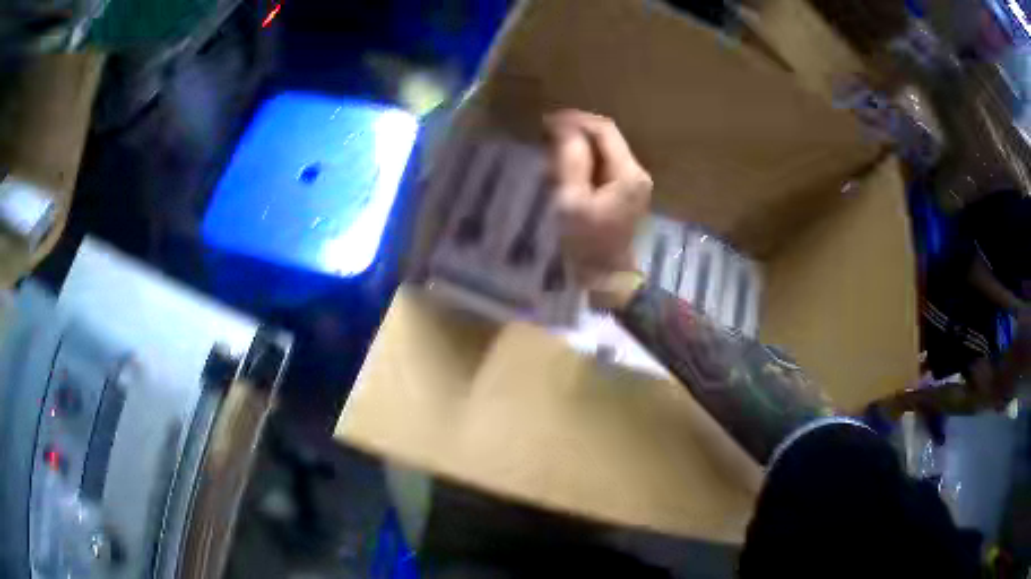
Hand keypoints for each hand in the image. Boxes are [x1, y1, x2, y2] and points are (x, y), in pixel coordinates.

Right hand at [545, 110, 651, 285]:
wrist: (606, 280)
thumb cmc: (587, 244)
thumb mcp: (572, 202)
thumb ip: (571, 161)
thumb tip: (566, 129)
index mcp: (628, 173)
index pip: (604, 130)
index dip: (575, 120)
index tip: (546, 122)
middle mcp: (637, 173)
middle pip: (606, 138)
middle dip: (576, 132)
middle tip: (545, 138)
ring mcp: (633, 185)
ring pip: (604, 151)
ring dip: (578, 147)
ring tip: (551, 153)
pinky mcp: (625, 195)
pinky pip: (604, 167)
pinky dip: (584, 163)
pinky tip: (565, 171)